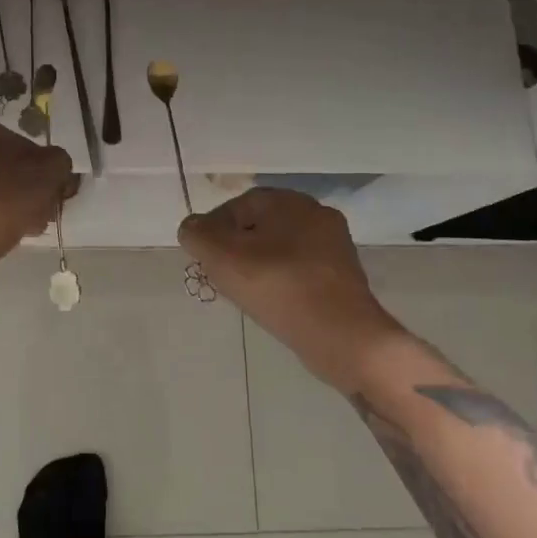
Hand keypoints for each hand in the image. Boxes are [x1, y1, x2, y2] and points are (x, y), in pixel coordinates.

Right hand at [179, 187, 404, 390]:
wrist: (343, 336)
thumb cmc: (278, 287)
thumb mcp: (222, 258)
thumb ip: (197, 236)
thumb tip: (192, 228)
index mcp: (289, 201)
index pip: (239, 204)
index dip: (214, 227)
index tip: (203, 256)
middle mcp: (316, 214)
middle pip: (261, 226)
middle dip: (235, 247)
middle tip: (219, 275)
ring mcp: (334, 246)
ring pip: (281, 248)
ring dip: (258, 265)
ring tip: (243, 292)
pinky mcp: (343, 277)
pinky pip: (300, 270)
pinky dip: (281, 281)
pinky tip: (272, 302)